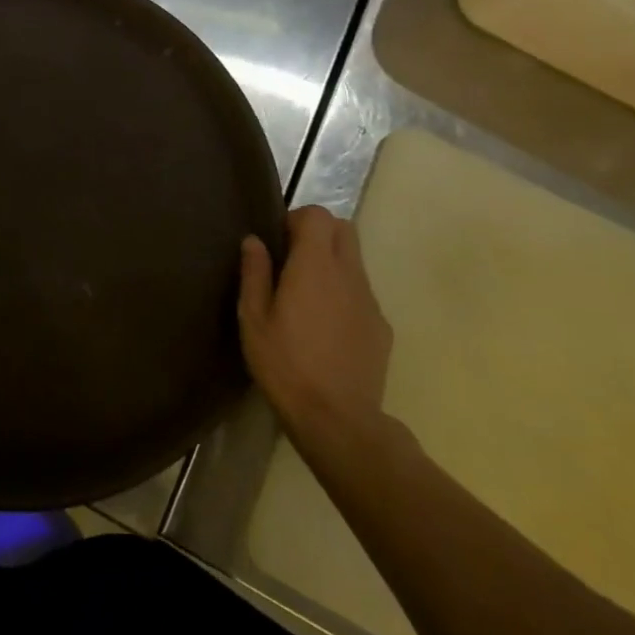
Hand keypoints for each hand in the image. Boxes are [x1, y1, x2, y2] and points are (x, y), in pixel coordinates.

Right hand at [237, 206, 392, 453]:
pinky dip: (342, 293)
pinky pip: (361, 293)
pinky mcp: (381, 327)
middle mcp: (349, 275)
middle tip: (290, 259)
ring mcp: (370, 301)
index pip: (318, 216)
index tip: (277, 241)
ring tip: (303, 297)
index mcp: (315, 267)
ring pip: (354, 261)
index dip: (296, 219)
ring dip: (330, 263)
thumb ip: (255, 273)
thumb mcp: (253, 318)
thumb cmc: (284, 363)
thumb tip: (254, 241)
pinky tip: (323, 326)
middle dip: (317, 233)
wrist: (337, 418)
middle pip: (343, 229)